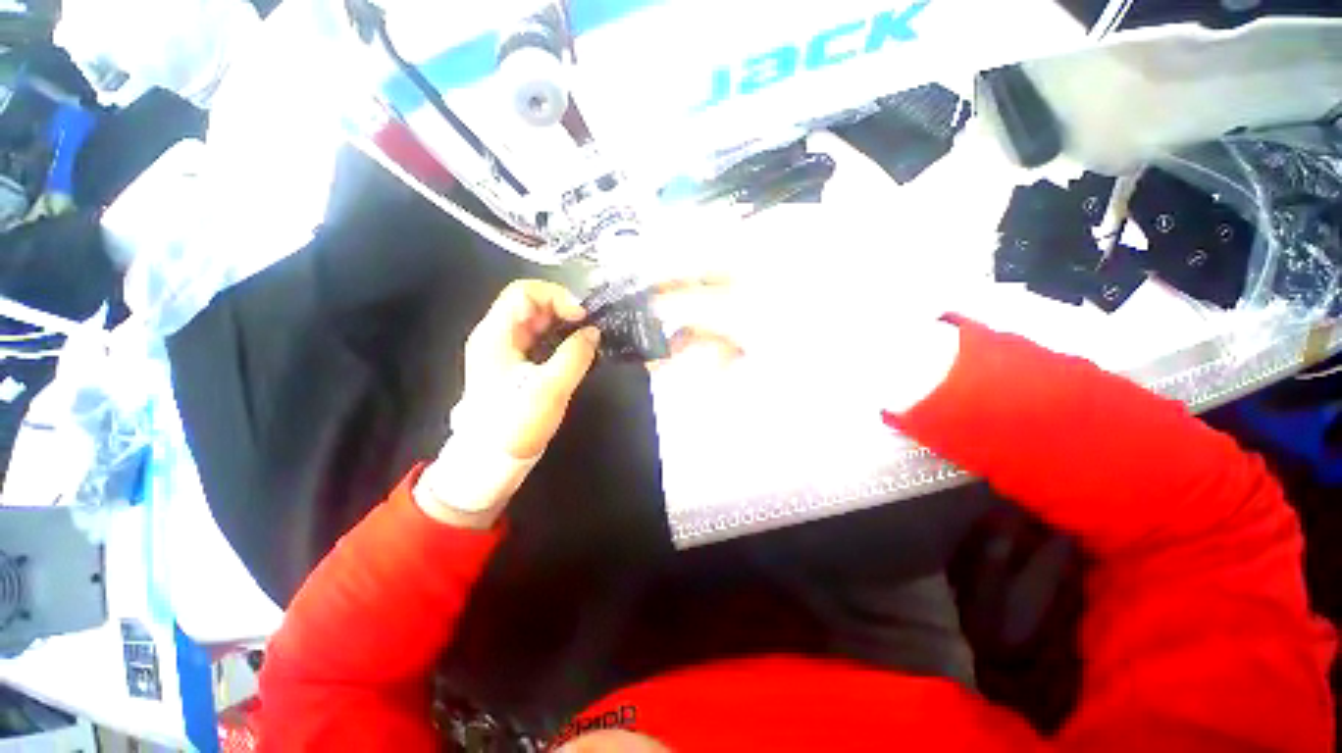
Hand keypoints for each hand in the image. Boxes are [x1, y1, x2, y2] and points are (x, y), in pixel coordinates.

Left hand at [416, 280, 598, 527]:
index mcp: (496, 335)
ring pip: (537, 322)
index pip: (524, 292)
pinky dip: (560, 339)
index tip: (583, 316)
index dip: (557, 296)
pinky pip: (539, 340)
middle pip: (531, 303)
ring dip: (564, 324)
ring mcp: (505, 351)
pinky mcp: (515, 366)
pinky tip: (578, 351)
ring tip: (589, 337)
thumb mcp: (550, 389)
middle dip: (563, 308)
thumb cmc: (515, 424)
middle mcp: (497, 336)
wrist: (489, 462)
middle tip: (591, 326)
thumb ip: (574, 355)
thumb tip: (593, 332)